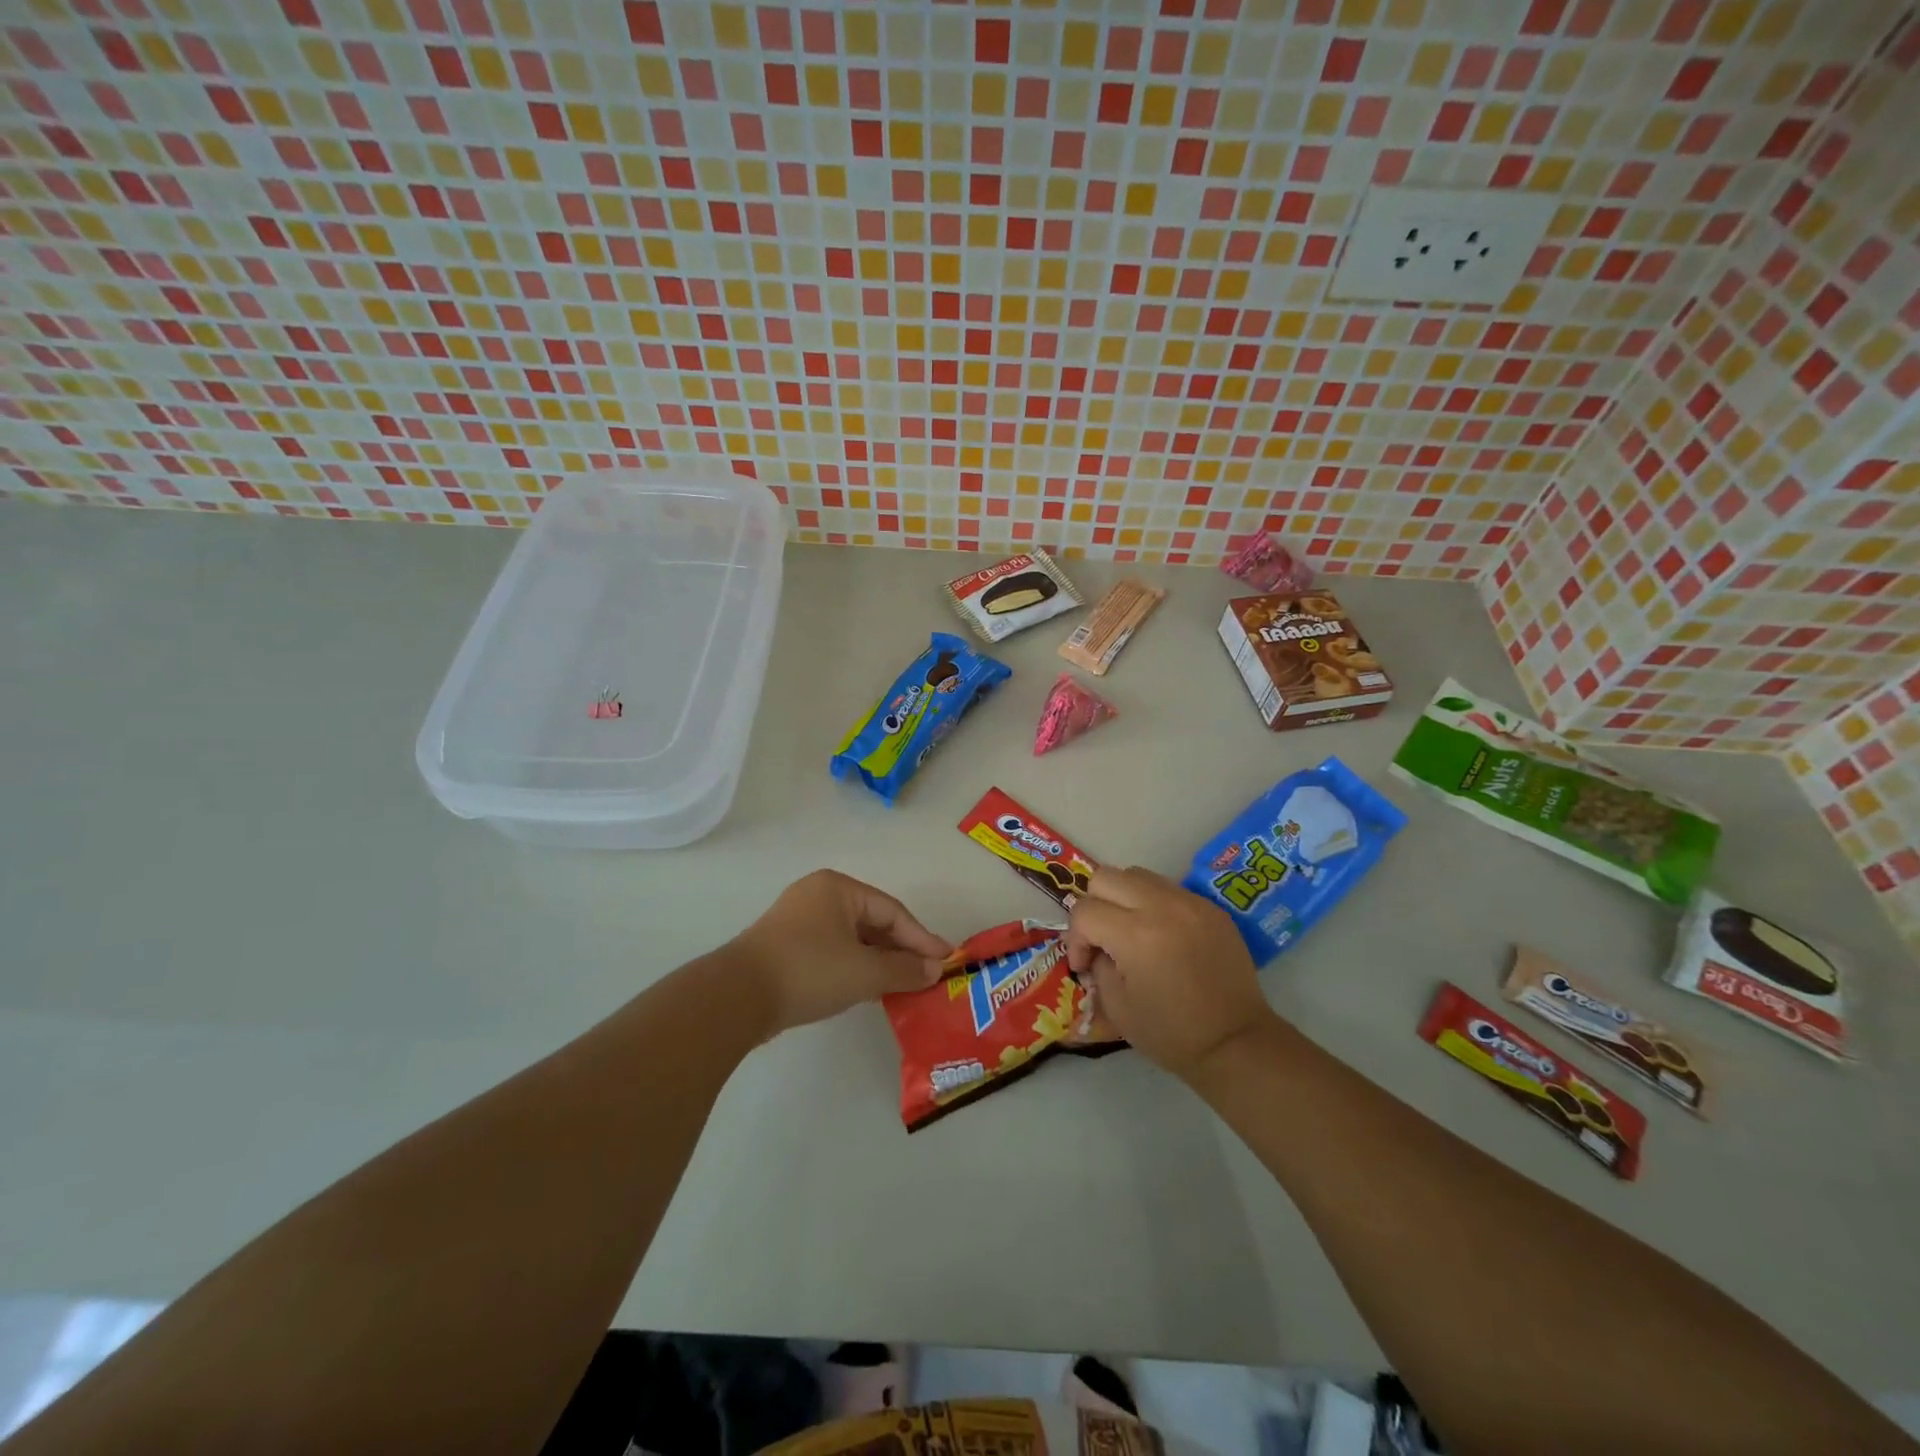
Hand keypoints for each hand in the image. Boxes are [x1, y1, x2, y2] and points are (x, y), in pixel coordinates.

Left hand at [727, 869, 950, 1036]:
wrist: (737, 997)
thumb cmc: (809, 970)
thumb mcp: (864, 972)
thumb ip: (904, 969)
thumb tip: (934, 970)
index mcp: (838, 888)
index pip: (892, 911)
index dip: (921, 938)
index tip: (945, 960)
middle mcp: (818, 895)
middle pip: (872, 922)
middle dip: (900, 950)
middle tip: (926, 975)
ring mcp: (798, 920)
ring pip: (852, 939)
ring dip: (878, 961)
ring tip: (903, 985)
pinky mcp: (785, 946)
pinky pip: (832, 951)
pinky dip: (854, 967)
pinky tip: (868, 989)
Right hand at [1064, 866, 1279, 1079]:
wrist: (1235, 1043)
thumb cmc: (1171, 1033)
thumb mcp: (1116, 1006)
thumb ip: (1098, 965)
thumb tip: (1096, 949)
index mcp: (1135, 934)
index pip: (1084, 910)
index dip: (1075, 938)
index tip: (1085, 964)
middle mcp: (1161, 906)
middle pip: (1105, 877)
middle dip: (1094, 906)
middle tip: (1102, 938)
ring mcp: (1190, 902)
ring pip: (1137, 874)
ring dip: (1123, 898)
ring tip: (1132, 931)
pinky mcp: (1210, 907)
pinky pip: (1168, 888)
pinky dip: (1154, 904)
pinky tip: (1163, 936)